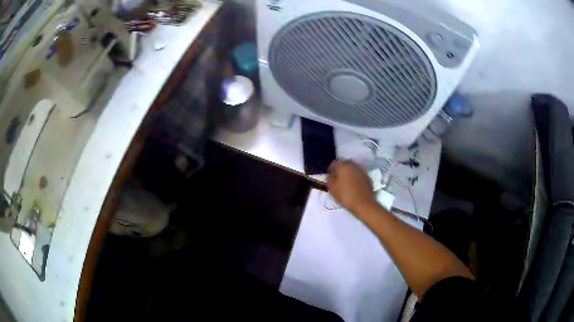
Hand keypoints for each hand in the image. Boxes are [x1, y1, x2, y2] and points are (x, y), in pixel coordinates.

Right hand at [327, 160, 376, 214]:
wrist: (363, 204)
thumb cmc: (345, 196)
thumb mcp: (332, 189)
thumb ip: (329, 179)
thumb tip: (330, 175)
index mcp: (343, 167)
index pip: (334, 163)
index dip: (330, 169)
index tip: (329, 176)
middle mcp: (353, 166)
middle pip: (344, 165)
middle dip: (340, 170)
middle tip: (337, 179)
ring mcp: (362, 171)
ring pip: (352, 169)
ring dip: (348, 173)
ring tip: (346, 182)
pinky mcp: (368, 177)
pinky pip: (358, 174)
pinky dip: (355, 178)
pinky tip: (354, 186)